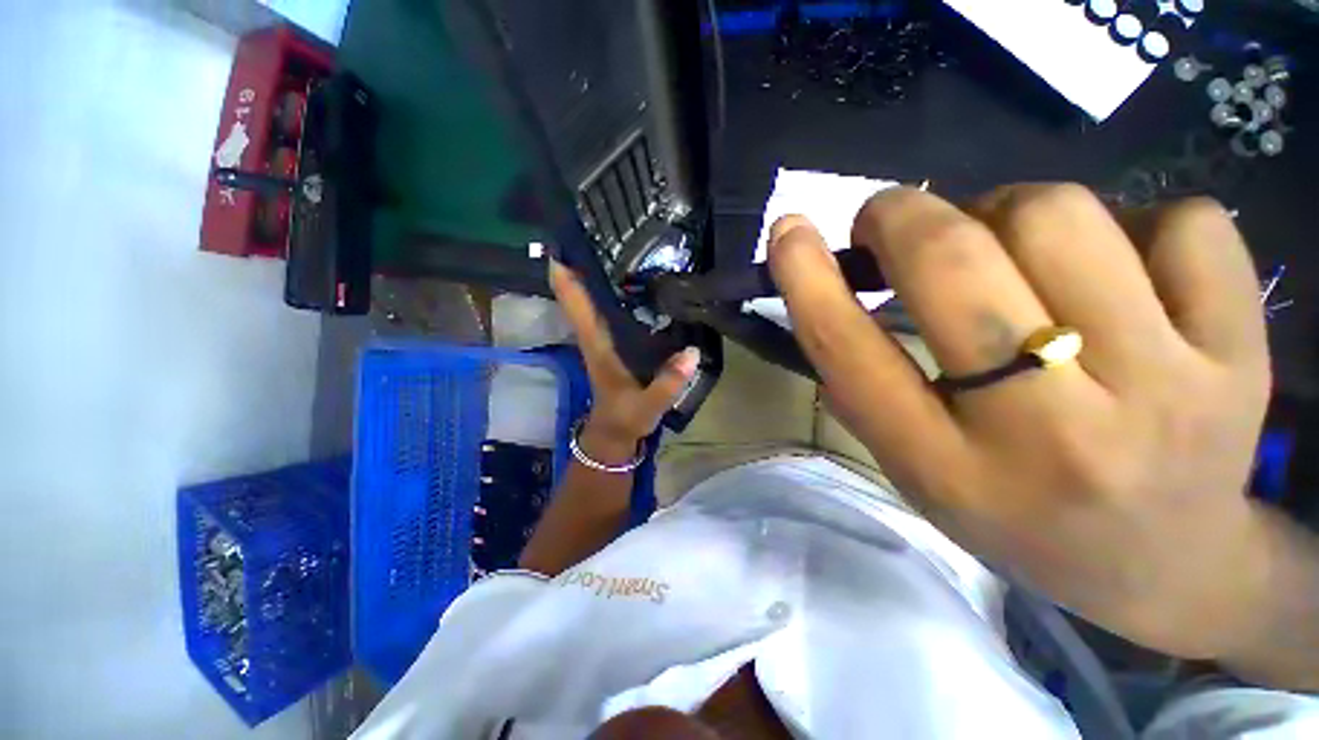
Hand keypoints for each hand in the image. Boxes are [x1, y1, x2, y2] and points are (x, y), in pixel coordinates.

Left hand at [549, 260, 699, 462]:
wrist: (616, 433)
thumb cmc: (626, 418)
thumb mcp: (647, 405)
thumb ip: (668, 383)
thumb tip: (692, 352)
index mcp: (598, 345)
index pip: (576, 305)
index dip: (564, 275)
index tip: (564, 241)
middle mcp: (596, 334)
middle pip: (582, 292)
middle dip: (583, 260)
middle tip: (601, 227)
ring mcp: (604, 337)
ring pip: (594, 298)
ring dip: (598, 271)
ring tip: (619, 241)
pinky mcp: (615, 342)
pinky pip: (610, 309)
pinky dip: (615, 290)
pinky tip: (636, 277)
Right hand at [768, 186, 1270, 661]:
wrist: (1170, 565)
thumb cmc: (1019, 517)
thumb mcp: (915, 468)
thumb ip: (865, 381)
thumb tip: (830, 280)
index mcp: (947, 468)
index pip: (851, 352)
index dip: (806, 280)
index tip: (787, 230)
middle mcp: (1051, 433)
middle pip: (955, 264)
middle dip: (903, 216)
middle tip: (890, 219)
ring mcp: (1168, 391)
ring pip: (1060, 218)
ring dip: (1007, 211)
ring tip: (1012, 248)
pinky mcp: (1243, 354)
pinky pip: (1182, 221)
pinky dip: (1135, 221)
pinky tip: (1129, 269)